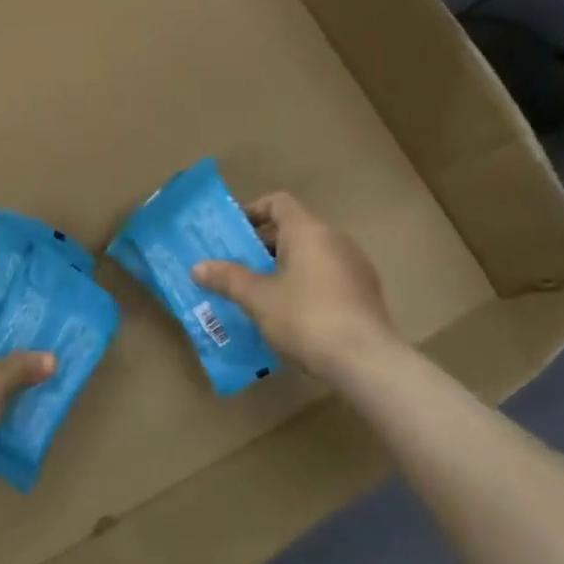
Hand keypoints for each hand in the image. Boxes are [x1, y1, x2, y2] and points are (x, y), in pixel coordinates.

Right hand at [192, 192, 403, 382]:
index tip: (232, 233)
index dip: (252, 211)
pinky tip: (290, 314)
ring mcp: (354, 266)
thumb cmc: (305, 318)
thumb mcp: (258, 298)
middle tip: (235, 268)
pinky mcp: (364, 292)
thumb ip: (227, 278)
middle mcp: (335, 239)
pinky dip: (304, 285)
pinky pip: (326, 276)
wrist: (366, 361)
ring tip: (258, 294)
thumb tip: (197, 267)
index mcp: (308, 231)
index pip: (278, 202)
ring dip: (283, 267)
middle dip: (262, 246)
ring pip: (310, 255)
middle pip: (293, 229)